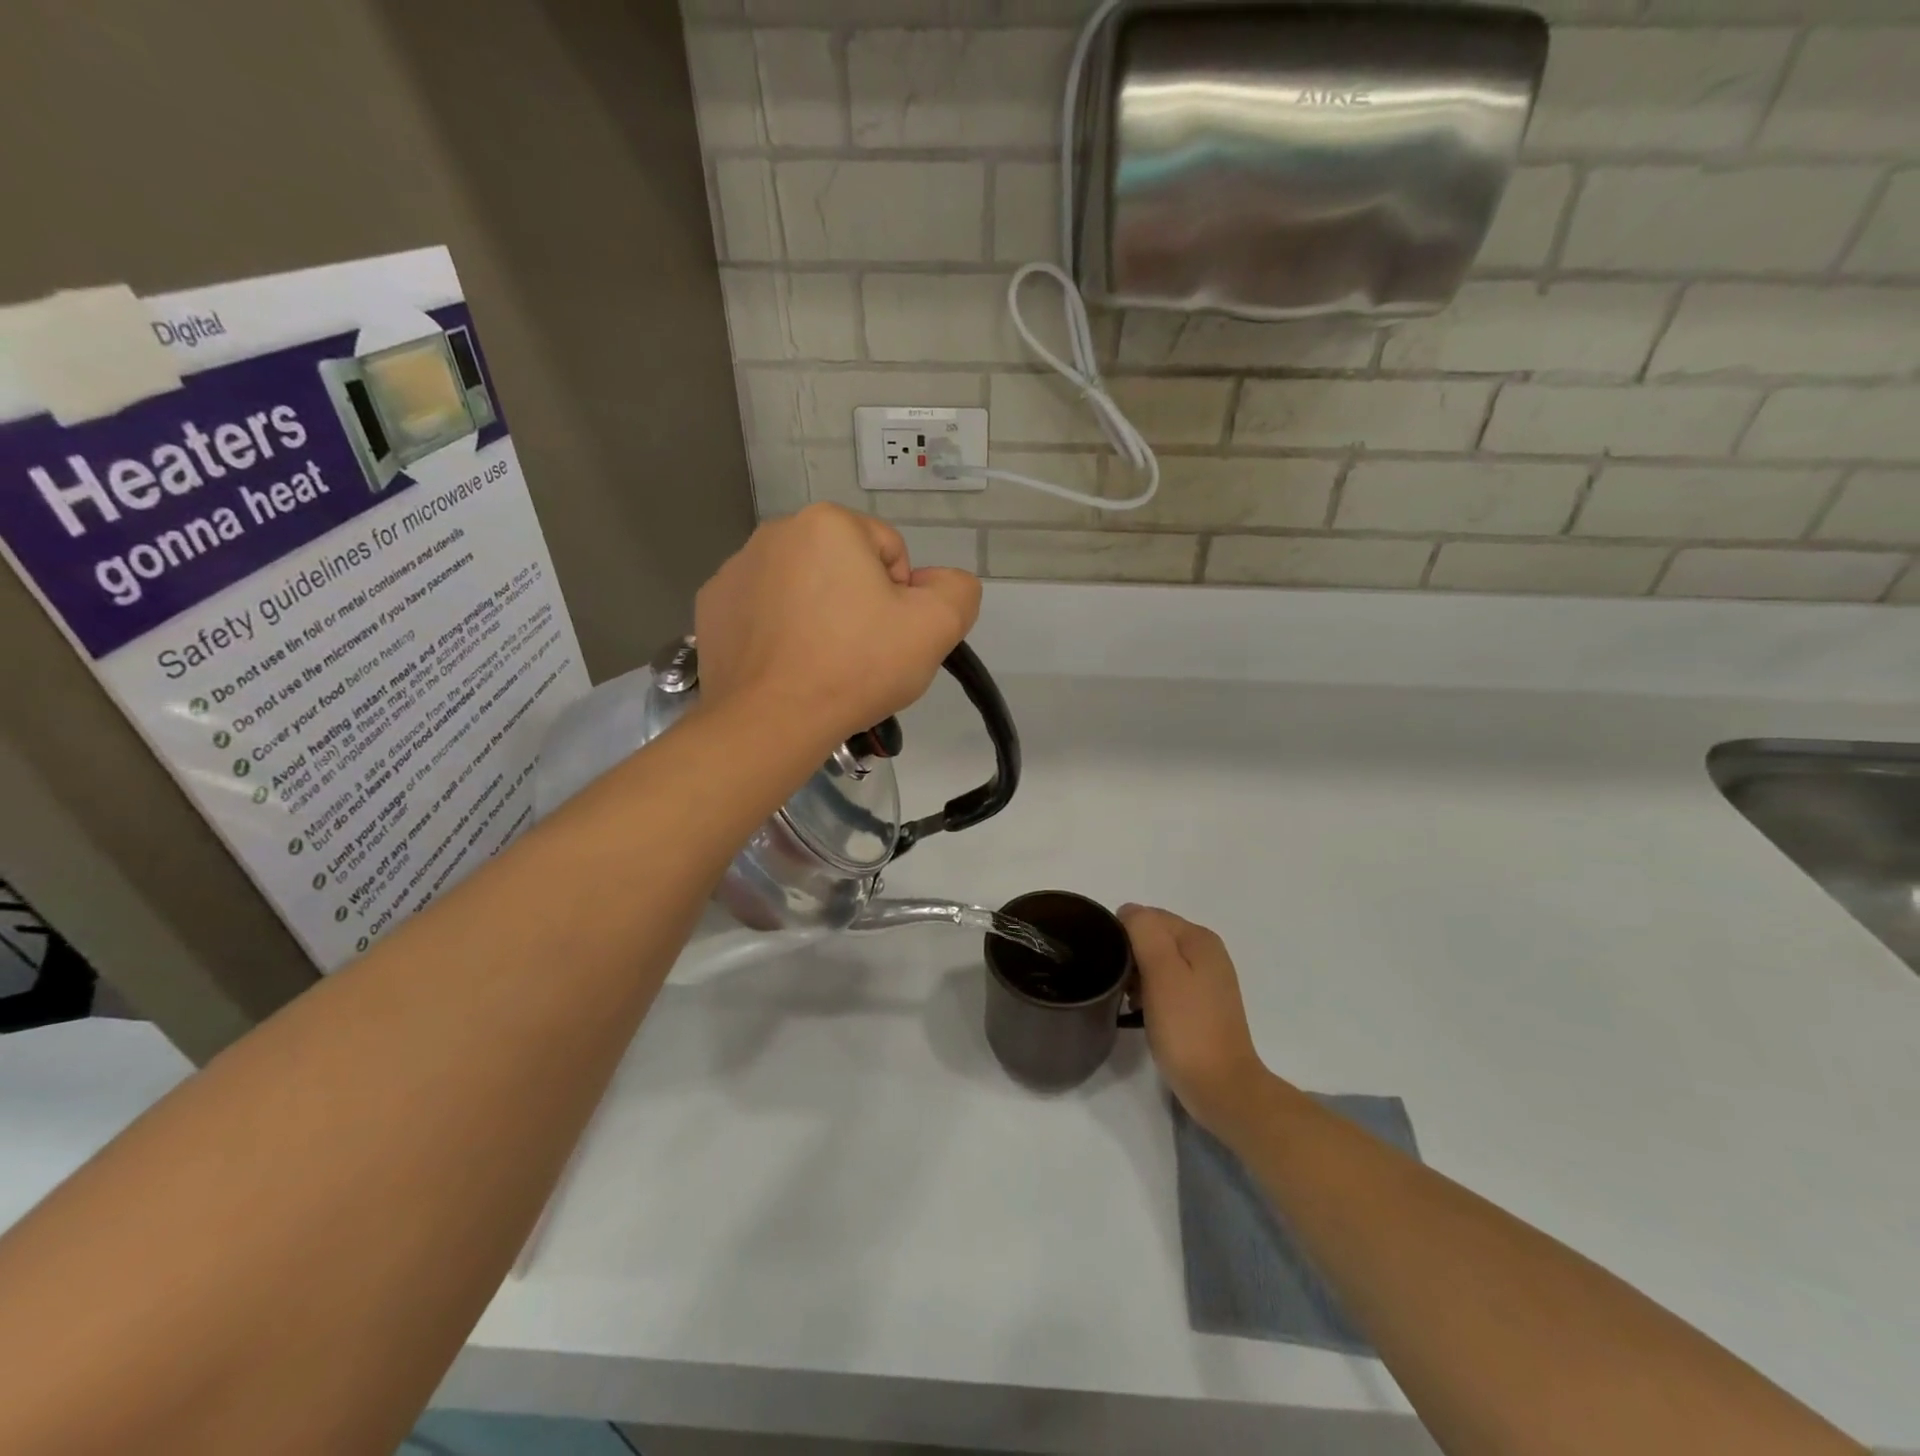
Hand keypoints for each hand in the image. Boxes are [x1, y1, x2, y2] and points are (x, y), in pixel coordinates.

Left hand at [693, 504, 980, 749]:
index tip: (889, 636)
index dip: (902, 597)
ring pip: (802, 587)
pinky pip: (764, 610)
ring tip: (822, 664)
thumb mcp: (936, 627)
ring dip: (818, 615)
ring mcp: (735, 569)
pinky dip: (779, 631)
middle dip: (858, 602)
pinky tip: (786, 666)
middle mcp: (775, 532)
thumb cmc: (856, 666)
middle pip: (844, 566)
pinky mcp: (712, 607)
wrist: (771, 721)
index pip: (891, 552)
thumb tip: (935, 584)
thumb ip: (957, 590)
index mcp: (828, 523)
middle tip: (860, 654)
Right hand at [1120, 905, 1275, 1143]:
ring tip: (1127, 1001)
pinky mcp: (1202, 1006)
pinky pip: (1167, 985)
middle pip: (1154, 937)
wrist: (1221, 1088)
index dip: (1124, 935)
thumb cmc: (1186, 1027)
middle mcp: (1207, 953)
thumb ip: (1144, 931)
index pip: (1148, 916)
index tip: (1112, 964)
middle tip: (1119, 985)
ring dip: (1138, 976)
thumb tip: (1128, 911)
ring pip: (1158, 962)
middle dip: (1131, 955)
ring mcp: (1207, 981)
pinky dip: (1150, 993)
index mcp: (1200, 938)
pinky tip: (1141, 1013)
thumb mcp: (1161, 971)